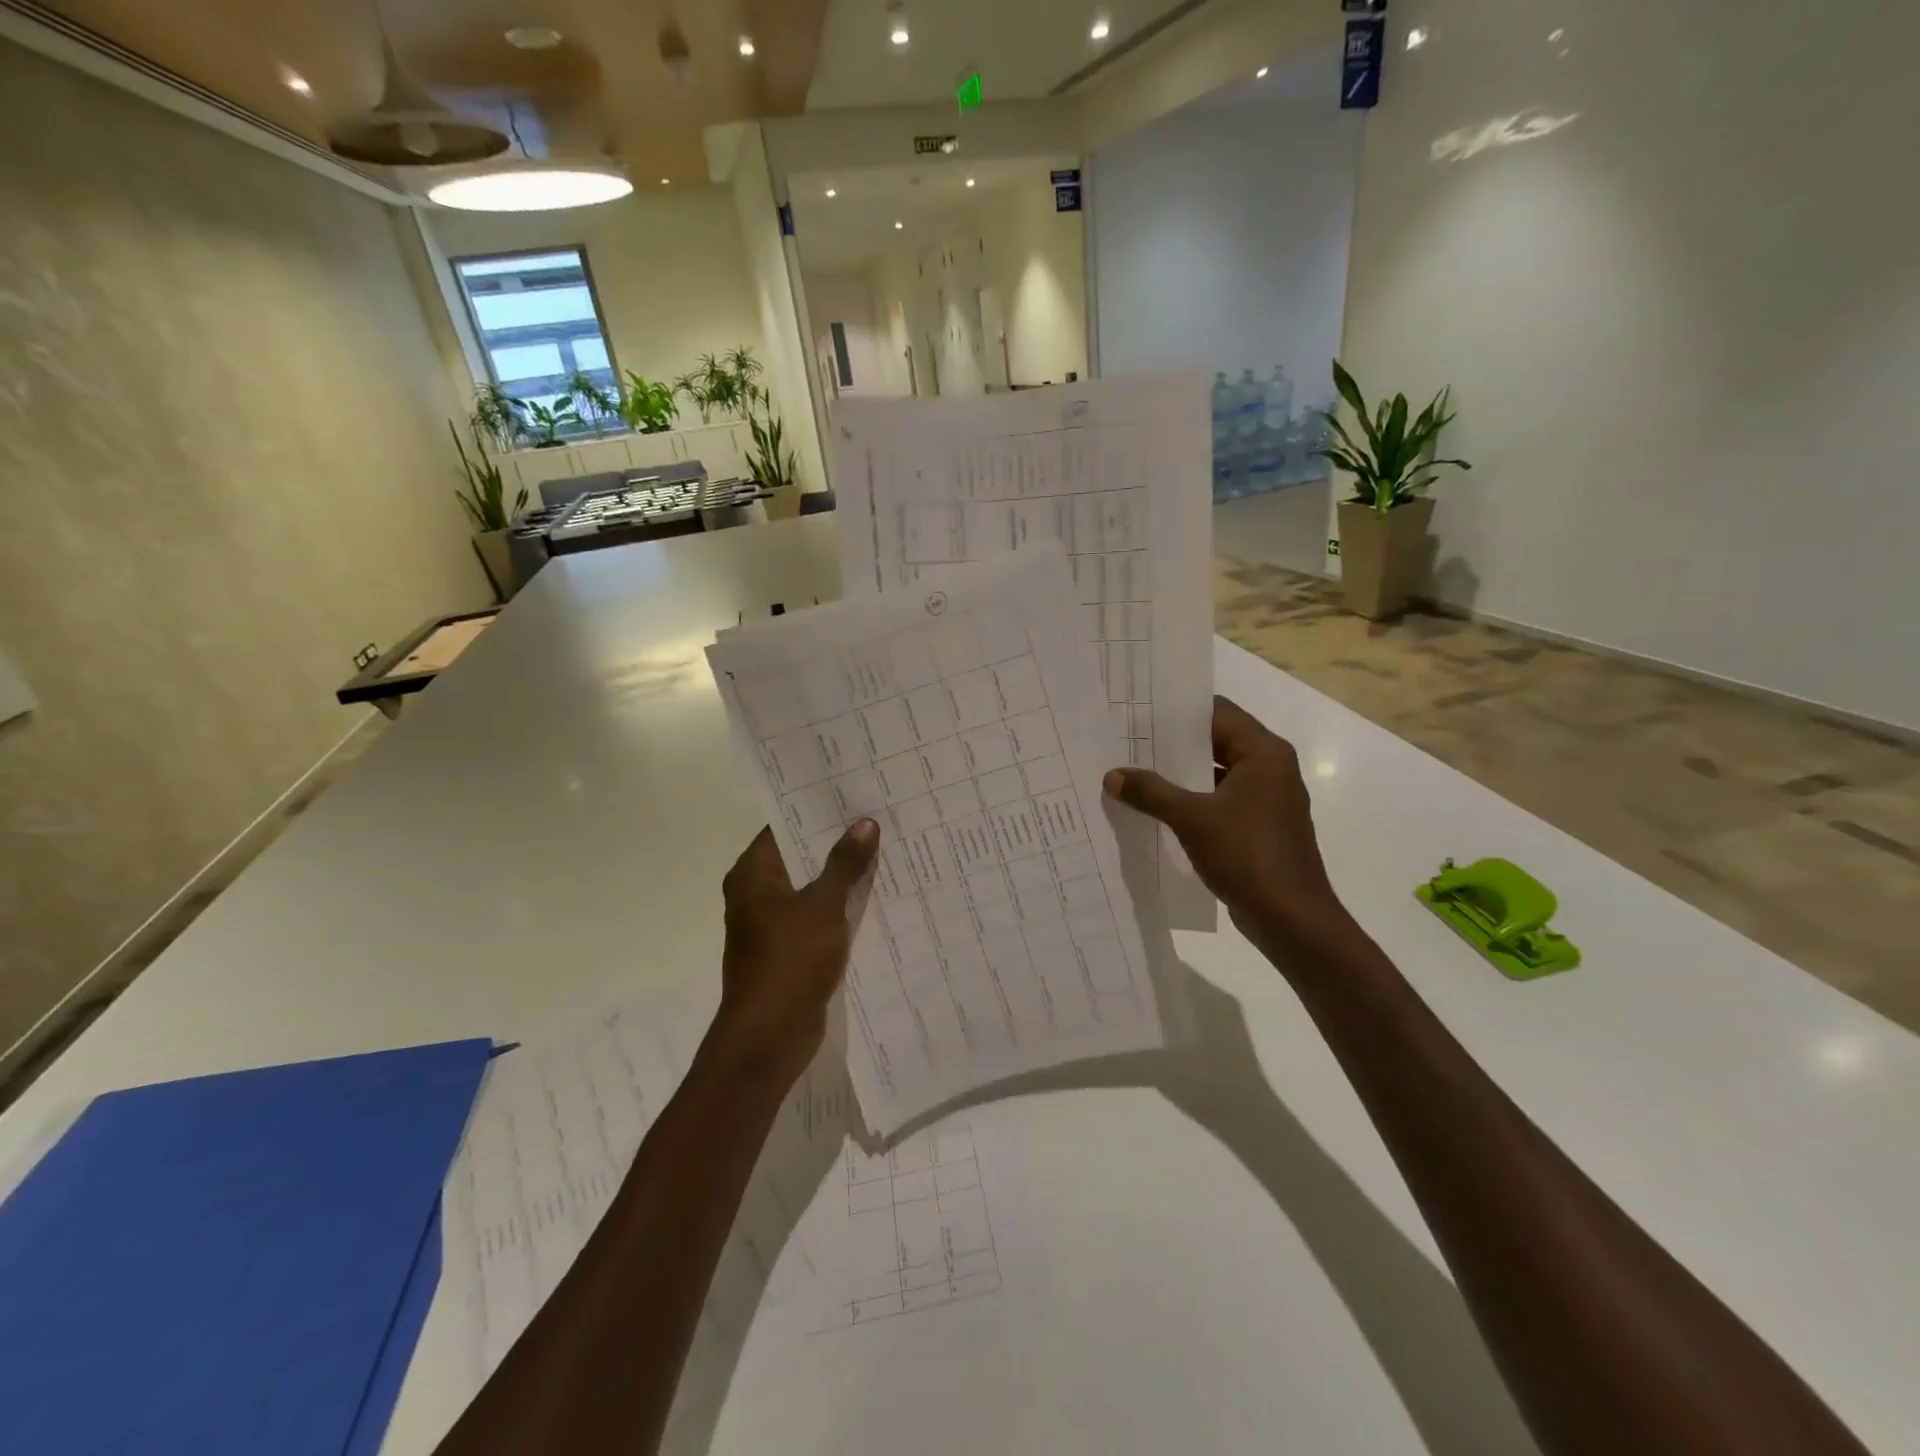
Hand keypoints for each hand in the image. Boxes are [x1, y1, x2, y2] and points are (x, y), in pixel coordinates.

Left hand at [710, 821, 880, 1086]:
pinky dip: (840, 906)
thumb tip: (864, 823)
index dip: (817, 810)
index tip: (852, 794)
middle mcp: (757, 893)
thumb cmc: (789, 960)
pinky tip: (875, 896)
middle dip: (836, 841)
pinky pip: (817, 916)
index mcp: (753, 874)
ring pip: (811, 887)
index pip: (784, 826)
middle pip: (800, 855)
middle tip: (878, 818)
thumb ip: (844, 863)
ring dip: (841, 875)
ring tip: (884, 849)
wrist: (768, 1036)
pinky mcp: (789, 950)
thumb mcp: (822, 905)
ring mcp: (772, 923)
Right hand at [1104, 696, 1354, 955]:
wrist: (1291, 919)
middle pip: (1216, 741)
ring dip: (1180, 773)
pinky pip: (1220, 799)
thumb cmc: (1248, 856)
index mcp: (1264, 753)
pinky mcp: (1259, 826)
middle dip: (1173, 743)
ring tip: (1134, 770)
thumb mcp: (1192, 819)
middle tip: (1127, 739)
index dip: (1178, 710)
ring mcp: (1266, 799)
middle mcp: (1270, 768)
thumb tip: (1113, 776)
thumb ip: (1151, 792)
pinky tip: (1157, 807)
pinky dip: (1192, 799)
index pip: (1217, 712)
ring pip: (1217, 772)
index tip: (1138, 711)